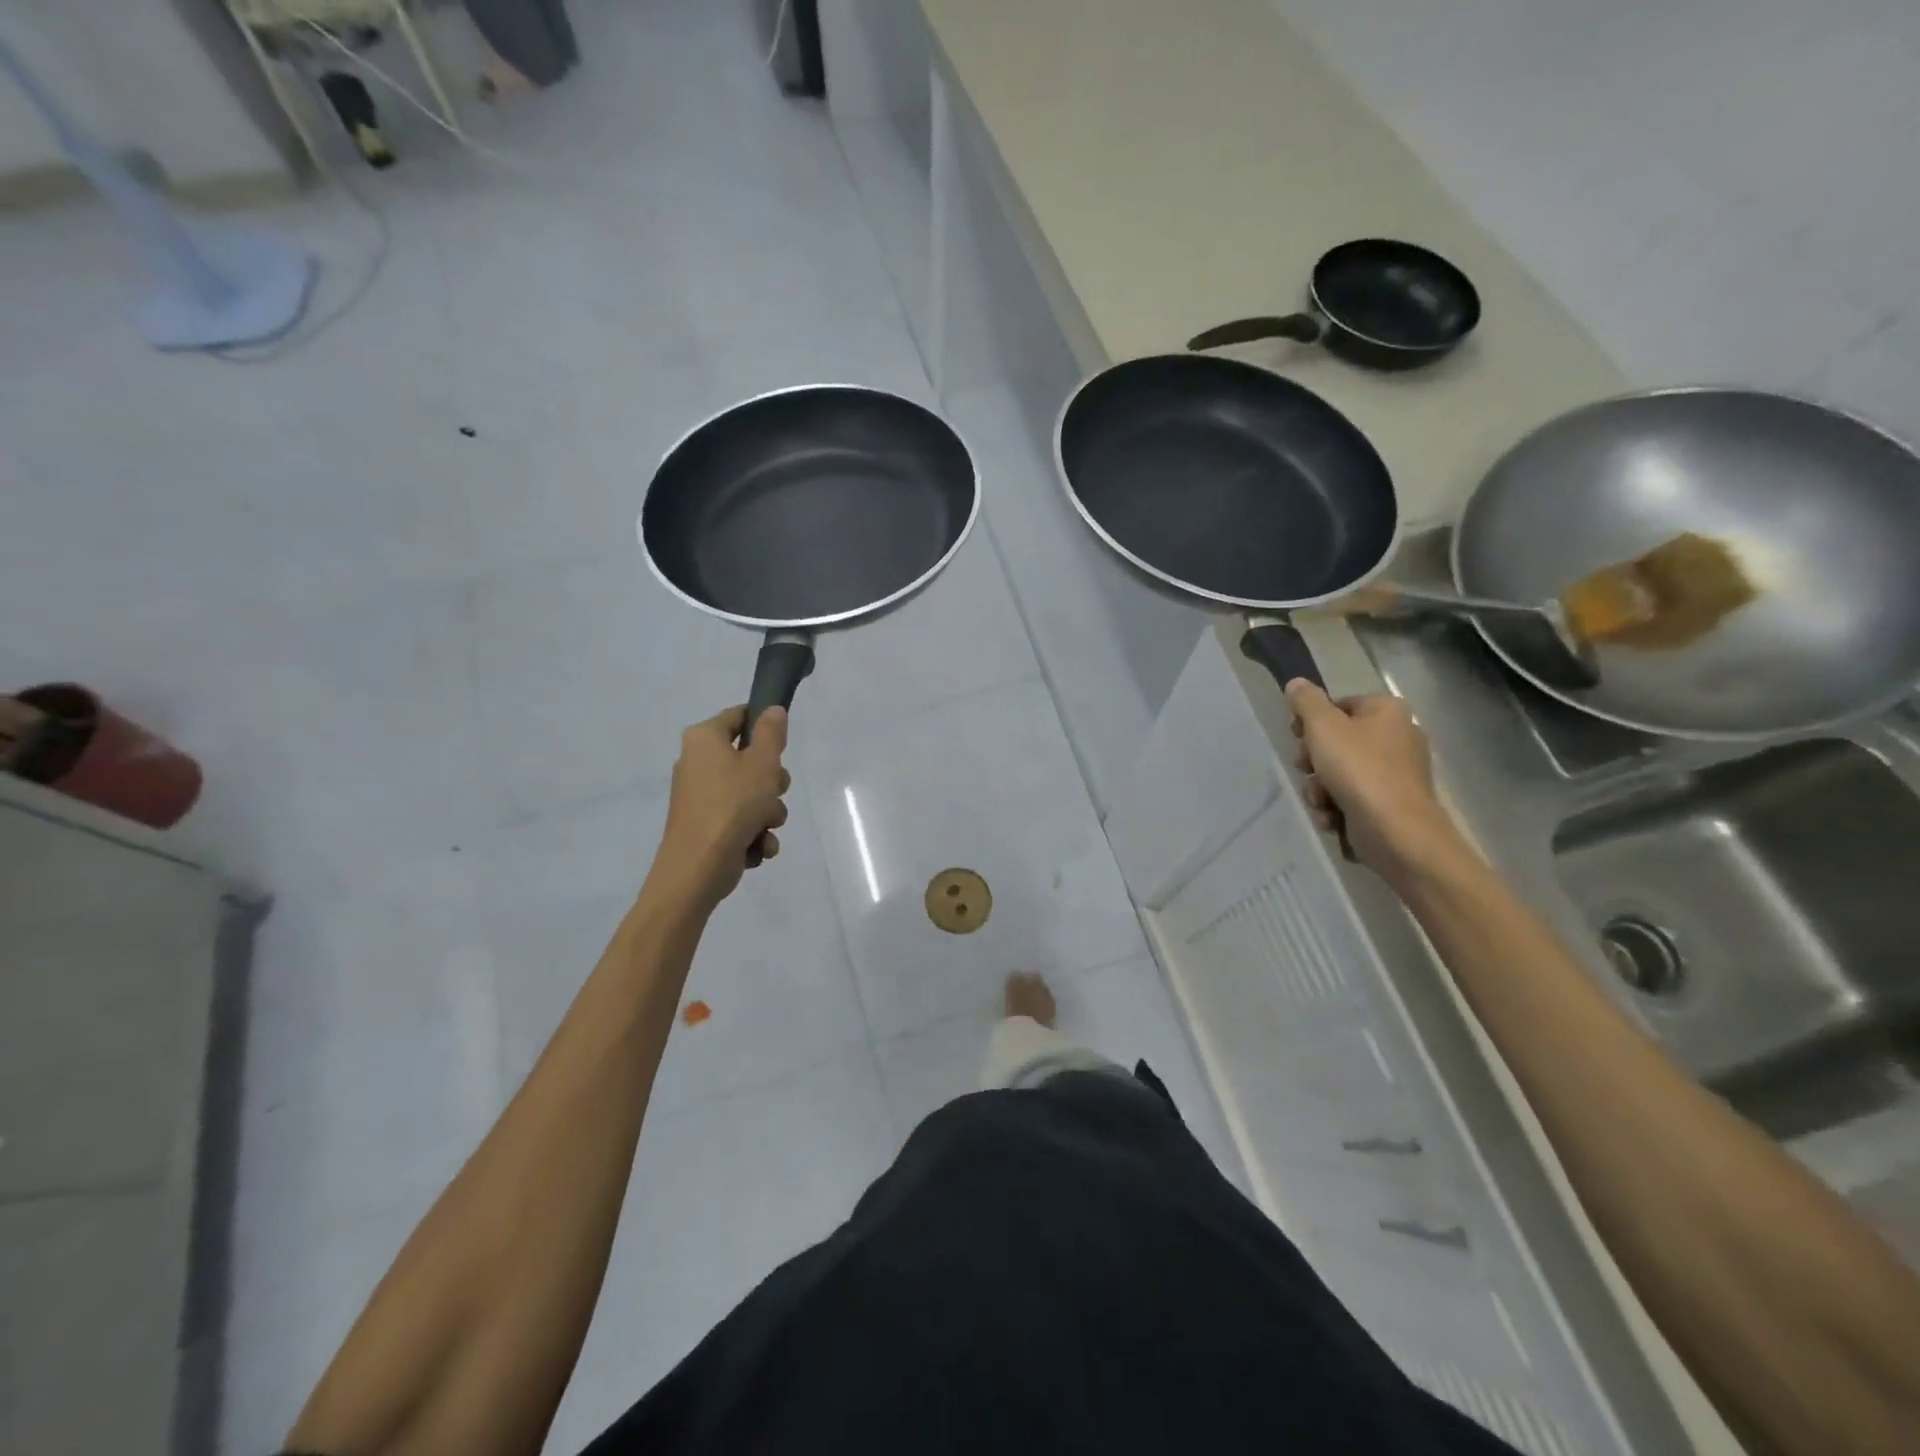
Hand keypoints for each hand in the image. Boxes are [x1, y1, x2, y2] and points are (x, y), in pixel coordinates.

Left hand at [653, 706, 791, 909]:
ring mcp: (701, 797)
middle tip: (772, 793)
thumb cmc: (732, 807)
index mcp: (704, 739)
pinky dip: (753, 833)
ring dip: (767, 813)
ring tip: (763, 828)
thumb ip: (771, 733)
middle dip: (772, 783)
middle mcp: (698, 763)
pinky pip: (741, 820)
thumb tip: (772, 710)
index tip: (783, 746)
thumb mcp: (762, 764)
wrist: (697, 869)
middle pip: (750, 760)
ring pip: (751, 794)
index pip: (739, 716)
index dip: (765, 726)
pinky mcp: (707, 825)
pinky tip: (757, 847)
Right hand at [1285, 680, 1460, 881]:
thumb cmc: (1359, 770)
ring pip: (1340, 773)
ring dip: (1320, 789)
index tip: (1296, 737)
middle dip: (1314, 761)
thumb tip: (1296, 683)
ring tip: (1321, 802)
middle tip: (1306, 769)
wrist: (1396, 832)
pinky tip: (1332, 818)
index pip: (1339, 705)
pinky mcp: (1392, 804)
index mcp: (1387, 711)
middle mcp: (1398, 737)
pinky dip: (1337, 808)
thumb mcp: (1323, 727)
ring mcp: (1397, 773)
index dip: (1311, 721)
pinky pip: (1353, 798)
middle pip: (1337, 742)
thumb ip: (1306, 702)